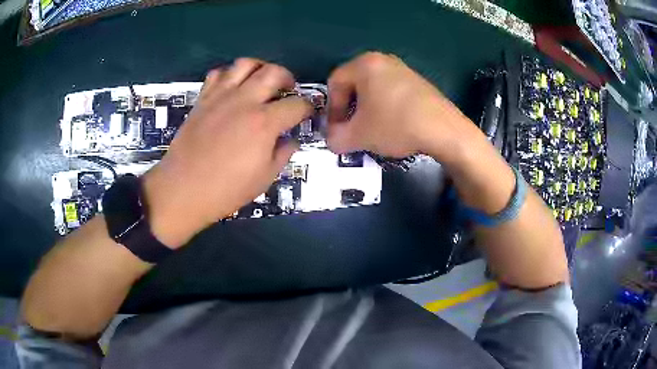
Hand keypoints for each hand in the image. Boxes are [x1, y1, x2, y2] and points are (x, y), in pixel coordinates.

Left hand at [143, 58, 312, 247]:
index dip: (308, 108)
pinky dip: (229, 74)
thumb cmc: (225, 190)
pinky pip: (218, 73)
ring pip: (245, 64)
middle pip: (274, 72)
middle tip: (288, 90)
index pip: (297, 104)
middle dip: (288, 78)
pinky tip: (232, 87)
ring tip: (261, 81)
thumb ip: (283, 154)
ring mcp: (221, 96)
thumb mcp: (264, 178)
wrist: (183, 190)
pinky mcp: (203, 99)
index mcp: (264, 123)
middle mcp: (244, 101)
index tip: (308, 113)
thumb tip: (290, 139)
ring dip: (260, 68)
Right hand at [327, 52, 477, 159]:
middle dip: (349, 109)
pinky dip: (385, 107)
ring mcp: (403, 69)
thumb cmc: (395, 125)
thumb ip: (335, 138)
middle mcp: (383, 60)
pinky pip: (391, 91)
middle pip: (354, 84)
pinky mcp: (417, 81)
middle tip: (352, 130)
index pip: (335, 83)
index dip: (331, 109)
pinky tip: (393, 125)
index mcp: (364, 64)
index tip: (337, 130)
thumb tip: (332, 139)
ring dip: (366, 110)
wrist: (444, 130)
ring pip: (372, 88)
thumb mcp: (358, 136)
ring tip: (372, 130)